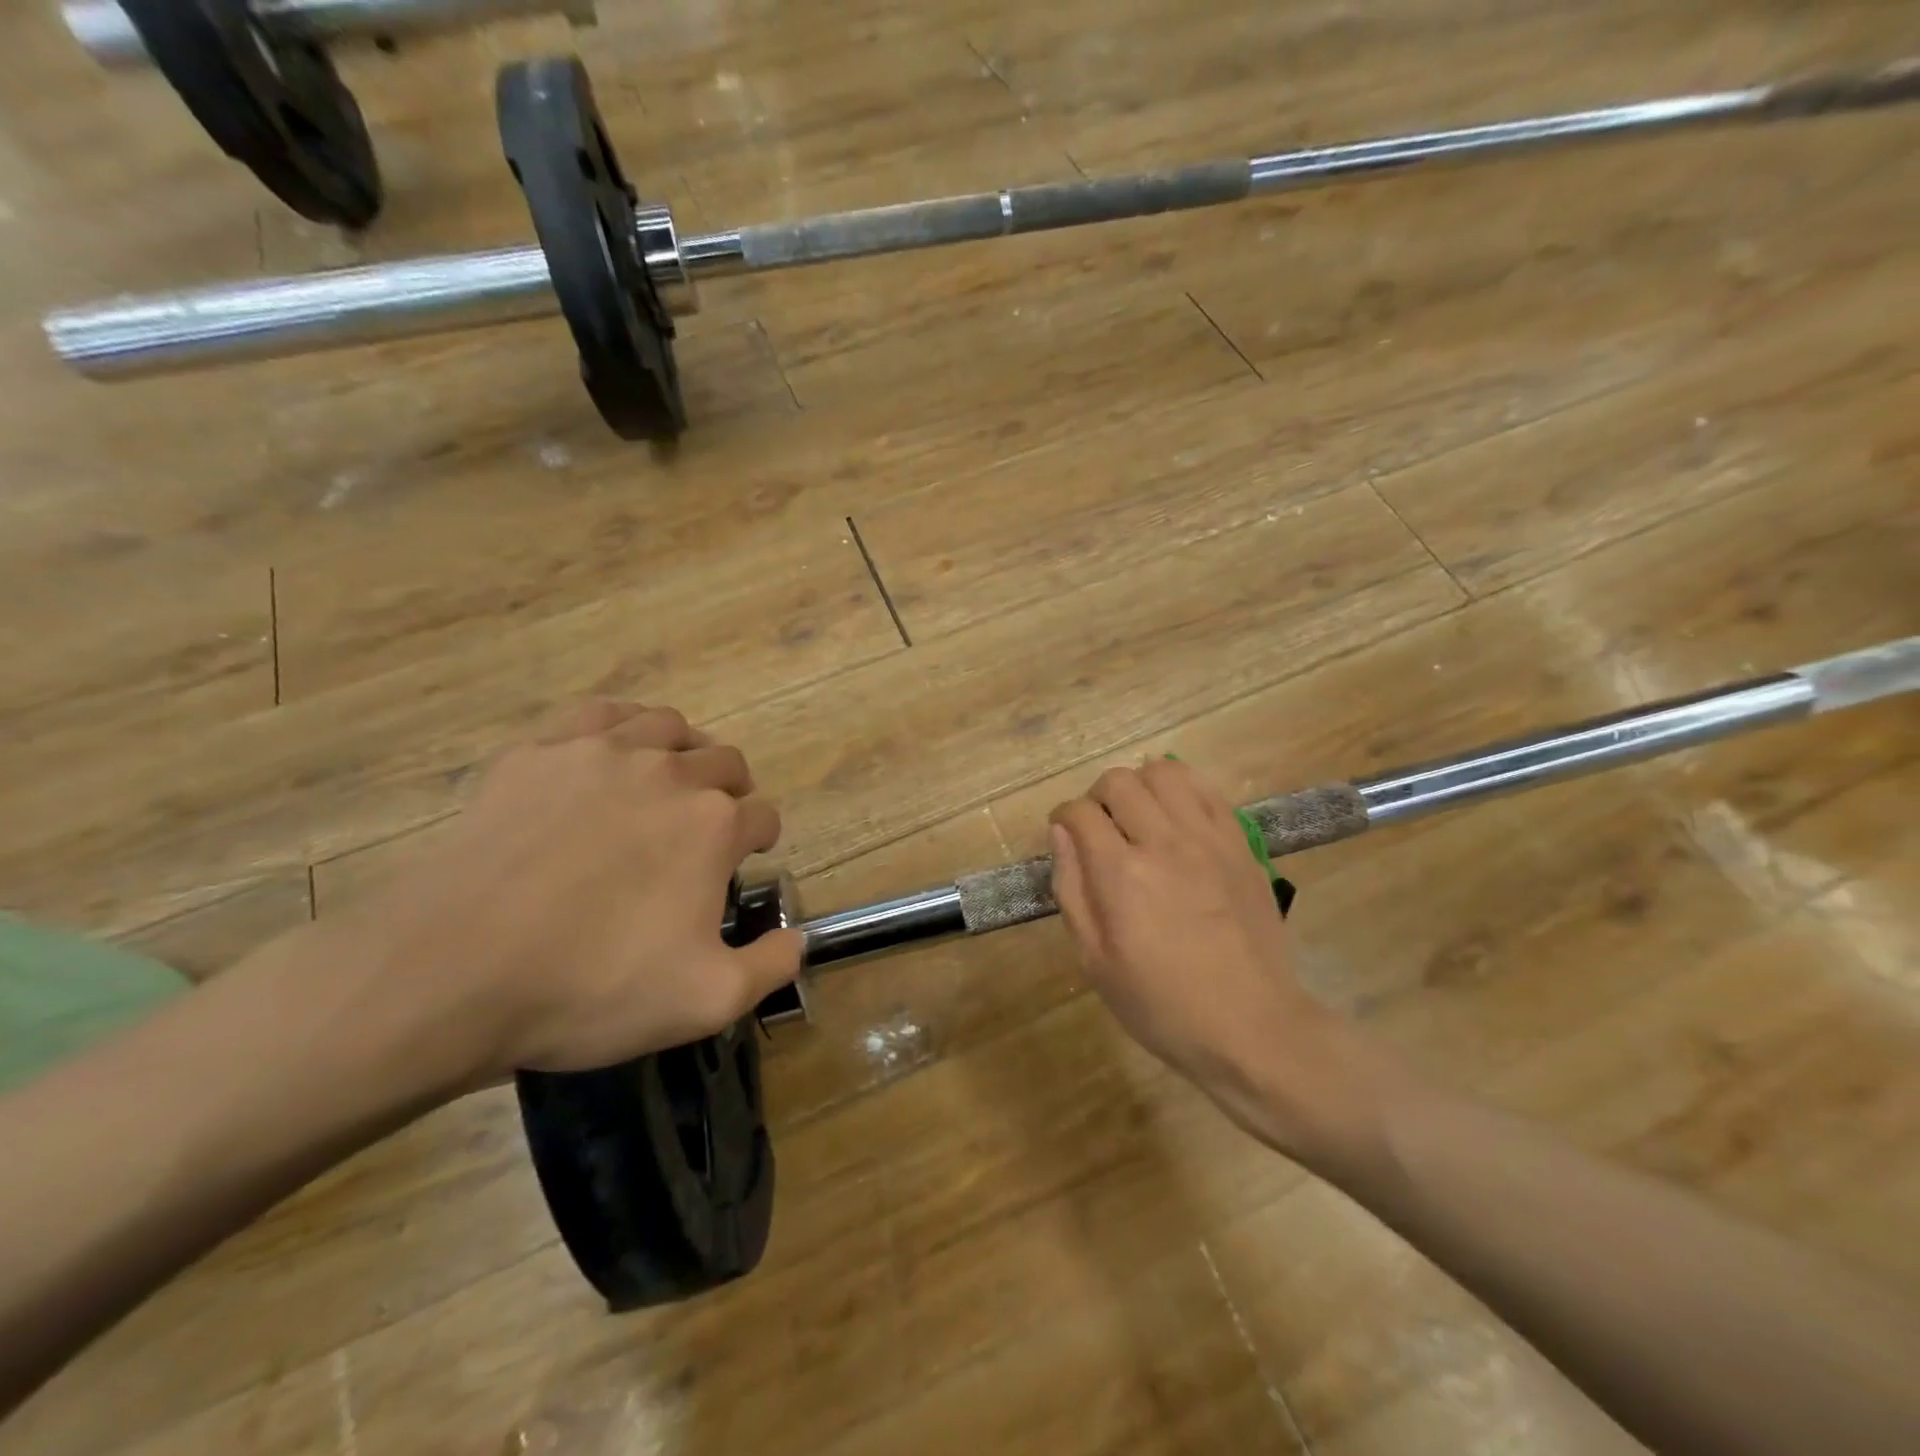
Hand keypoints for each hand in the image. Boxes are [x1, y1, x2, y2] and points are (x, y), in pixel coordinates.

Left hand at [339, 703, 801, 1082]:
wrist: (449, 971)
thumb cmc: (590, 987)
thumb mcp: (705, 1002)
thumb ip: (770, 966)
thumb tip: (799, 940)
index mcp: (713, 825)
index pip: (763, 815)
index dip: (762, 839)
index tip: (747, 861)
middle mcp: (668, 773)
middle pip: (724, 761)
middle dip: (732, 790)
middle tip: (711, 827)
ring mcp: (599, 754)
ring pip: (667, 726)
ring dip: (685, 750)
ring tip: (670, 780)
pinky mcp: (537, 753)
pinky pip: (598, 715)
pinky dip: (621, 727)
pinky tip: (611, 754)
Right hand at [1048, 759, 1365, 1157]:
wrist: (1253, 1026)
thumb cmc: (1163, 1004)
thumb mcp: (1096, 961)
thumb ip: (1072, 889)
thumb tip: (1061, 834)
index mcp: (1121, 874)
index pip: (1079, 813)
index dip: (1063, 818)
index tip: (1065, 834)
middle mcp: (1163, 842)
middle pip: (1118, 782)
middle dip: (1096, 797)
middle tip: (1100, 828)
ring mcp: (1208, 839)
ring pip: (1164, 772)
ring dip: (1140, 784)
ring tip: (1139, 816)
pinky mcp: (1241, 844)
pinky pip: (1207, 790)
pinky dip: (1182, 789)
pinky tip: (1176, 817)